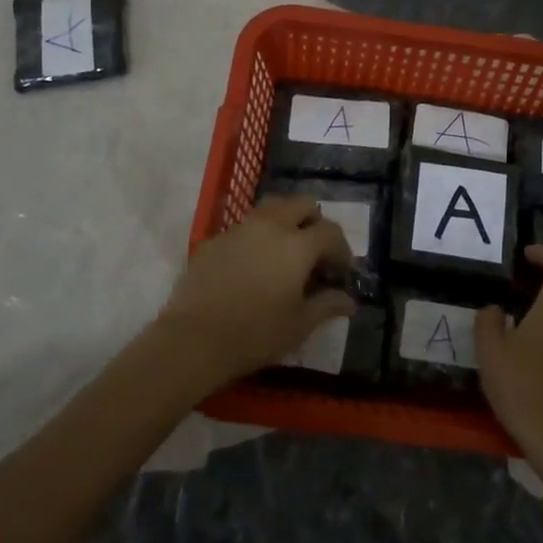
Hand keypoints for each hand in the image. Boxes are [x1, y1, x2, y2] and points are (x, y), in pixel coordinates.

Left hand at [153, 195, 355, 396]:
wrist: (193, 339)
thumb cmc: (255, 333)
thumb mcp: (299, 325)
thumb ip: (327, 305)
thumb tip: (349, 301)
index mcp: (297, 244)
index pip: (330, 232)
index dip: (342, 250)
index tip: (341, 272)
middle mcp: (270, 226)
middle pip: (301, 204)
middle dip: (314, 222)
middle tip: (315, 252)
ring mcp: (239, 229)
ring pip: (271, 207)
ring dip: (285, 221)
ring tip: (284, 250)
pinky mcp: (214, 240)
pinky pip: (244, 227)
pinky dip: (256, 236)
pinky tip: (252, 265)